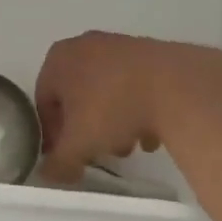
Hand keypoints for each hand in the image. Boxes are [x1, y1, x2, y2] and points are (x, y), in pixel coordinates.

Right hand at [35, 32, 189, 183]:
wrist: (177, 86)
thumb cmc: (113, 109)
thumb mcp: (79, 145)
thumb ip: (59, 163)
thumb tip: (50, 175)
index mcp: (58, 59)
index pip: (44, 103)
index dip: (53, 135)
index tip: (67, 157)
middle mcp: (85, 45)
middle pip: (77, 97)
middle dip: (87, 129)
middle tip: (98, 153)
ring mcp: (120, 45)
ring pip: (107, 92)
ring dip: (113, 122)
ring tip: (129, 147)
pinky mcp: (152, 52)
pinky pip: (134, 85)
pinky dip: (137, 109)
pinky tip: (150, 134)